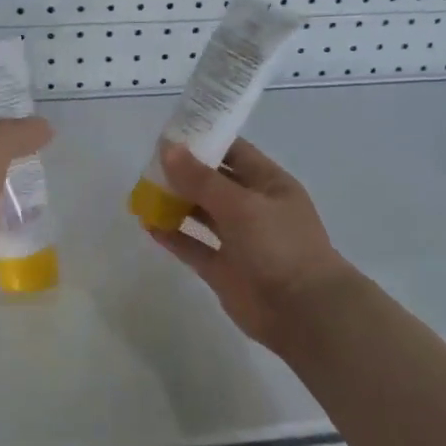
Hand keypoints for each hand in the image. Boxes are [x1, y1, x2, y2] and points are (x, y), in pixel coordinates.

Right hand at [147, 138, 356, 350]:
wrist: (303, 312)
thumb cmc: (279, 246)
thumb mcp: (241, 205)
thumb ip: (202, 179)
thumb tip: (168, 149)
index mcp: (269, 184)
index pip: (234, 151)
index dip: (204, 140)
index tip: (170, 133)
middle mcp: (254, 208)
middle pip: (214, 182)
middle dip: (184, 172)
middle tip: (147, 163)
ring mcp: (238, 240)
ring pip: (202, 213)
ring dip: (175, 202)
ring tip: (143, 191)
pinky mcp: (223, 269)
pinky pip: (194, 246)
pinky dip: (173, 236)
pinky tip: (148, 224)